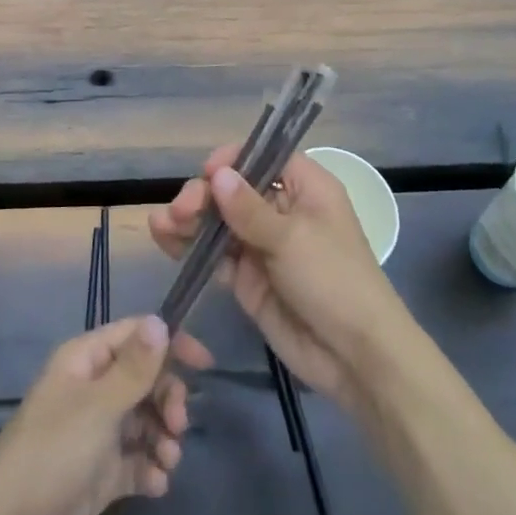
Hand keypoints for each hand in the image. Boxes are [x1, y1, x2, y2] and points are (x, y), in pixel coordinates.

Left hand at [0, 315, 212, 514]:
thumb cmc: (52, 455)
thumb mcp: (98, 406)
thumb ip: (134, 367)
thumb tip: (160, 320)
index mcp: (84, 361)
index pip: (135, 335)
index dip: (170, 344)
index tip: (205, 364)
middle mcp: (91, 390)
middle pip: (145, 379)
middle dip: (167, 398)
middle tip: (177, 425)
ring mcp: (95, 434)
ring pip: (144, 420)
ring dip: (163, 436)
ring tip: (168, 461)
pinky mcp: (98, 475)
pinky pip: (136, 460)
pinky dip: (150, 468)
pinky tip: (155, 484)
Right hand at [148, 147, 408, 412]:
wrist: (354, 357)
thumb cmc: (334, 281)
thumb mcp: (292, 239)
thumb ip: (249, 209)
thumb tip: (217, 173)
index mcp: (306, 188)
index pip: (264, 157)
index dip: (233, 159)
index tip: (207, 172)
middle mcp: (282, 210)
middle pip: (234, 188)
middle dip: (203, 194)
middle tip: (181, 211)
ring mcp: (262, 244)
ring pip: (219, 220)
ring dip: (189, 218)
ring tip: (160, 224)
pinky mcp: (247, 277)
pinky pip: (214, 253)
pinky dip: (190, 246)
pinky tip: (165, 239)